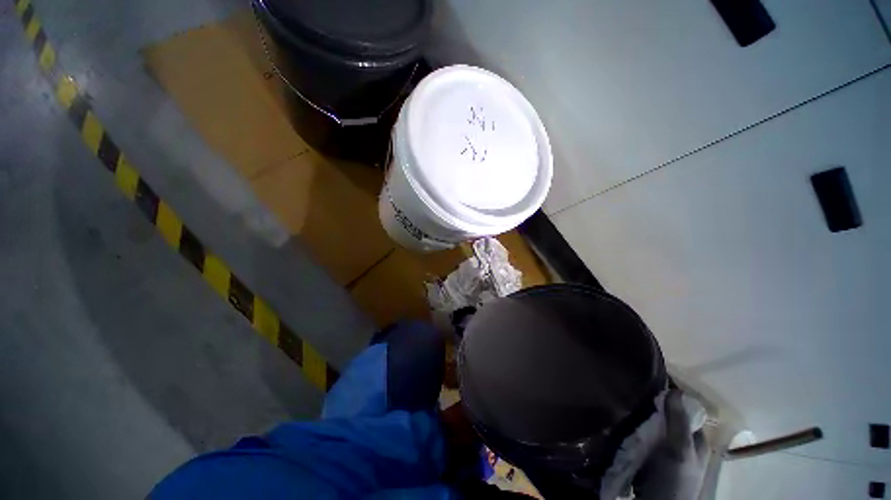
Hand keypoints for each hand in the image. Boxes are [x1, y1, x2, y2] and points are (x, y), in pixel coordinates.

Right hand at [633, 390, 708, 499]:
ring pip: (655, 424)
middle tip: (634, 390)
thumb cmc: (675, 479)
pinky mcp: (650, 455)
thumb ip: (679, 422)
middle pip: (669, 416)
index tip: (652, 380)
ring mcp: (666, 449)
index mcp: (696, 439)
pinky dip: (636, 426)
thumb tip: (675, 390)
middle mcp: (682, 442)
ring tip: (626, 400)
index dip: (672, 395)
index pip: (686, 410)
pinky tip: (624, 419)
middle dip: (654, 404)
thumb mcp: (680, 450)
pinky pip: (643, 434)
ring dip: (643, 414)